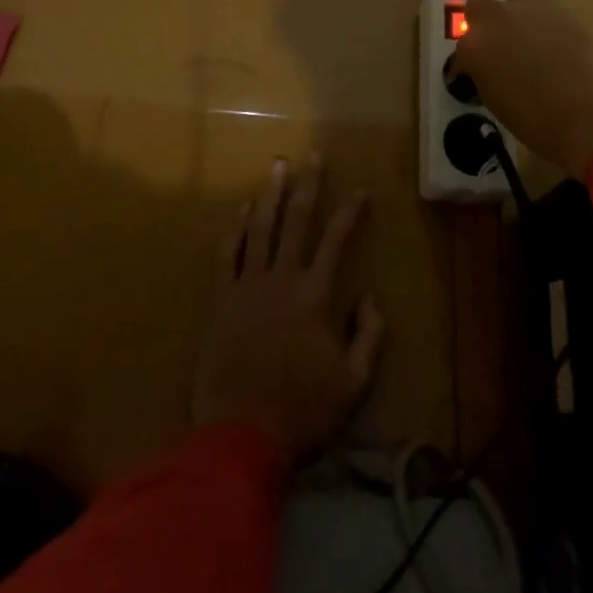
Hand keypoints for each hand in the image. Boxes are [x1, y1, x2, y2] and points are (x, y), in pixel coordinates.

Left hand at [193, 158, 383, 463]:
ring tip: (278, 166)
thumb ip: (369, 337)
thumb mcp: (353, 384)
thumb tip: (370, 298)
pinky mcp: (221, 301)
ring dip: (271, 194)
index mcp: (315, 295)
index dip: (350, 212)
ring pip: (260, 228)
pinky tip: (242, 210)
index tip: (361, 190)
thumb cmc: (302, 411)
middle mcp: (282, 279)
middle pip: (297, 220)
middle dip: (308, 184)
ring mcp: (247, 286)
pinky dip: (235, 229)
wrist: (240, 437)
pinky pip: (227, 255)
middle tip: (313, 155)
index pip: (337, 240)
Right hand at [448, 0, 592, 176]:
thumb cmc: (535, 122)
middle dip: (483, 24)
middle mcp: (497, 19)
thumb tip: (487, 67)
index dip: (467, 62)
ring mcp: (530, 11)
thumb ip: (483, 73)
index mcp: (474, 46)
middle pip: (478, 7)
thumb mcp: (494, 100)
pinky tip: (557, 54)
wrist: (588, 115)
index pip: (461, 47)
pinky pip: (543, 19)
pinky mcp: (561, 13)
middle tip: (497, 50)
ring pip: (514, 10)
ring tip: (532, 54)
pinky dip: (544, 32)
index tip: (475, 75)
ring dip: (516, 27)